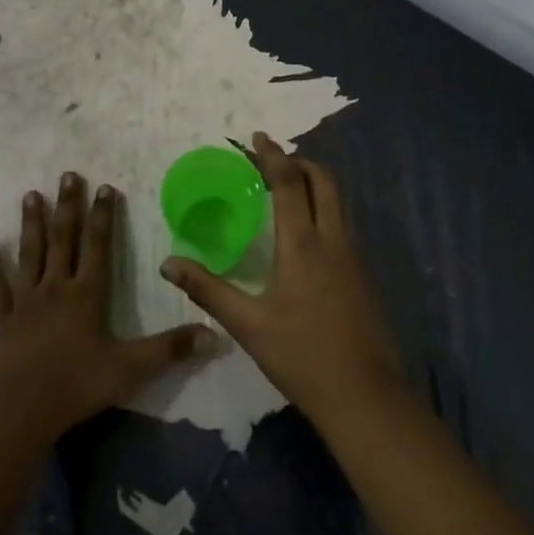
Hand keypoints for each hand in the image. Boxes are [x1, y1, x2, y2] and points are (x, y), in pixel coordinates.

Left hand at [0, 171, 215, 444]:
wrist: (20, 412)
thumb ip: (170, 350)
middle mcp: (55, 287)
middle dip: (68, 206)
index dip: (103, 216)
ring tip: (31, 194)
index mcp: (86, 294)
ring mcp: (24, 301)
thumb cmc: (77, 386)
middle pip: (63, 239)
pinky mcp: (0, 319)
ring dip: (32, 223)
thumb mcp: (131, 369)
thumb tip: (214, 335)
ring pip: (29, 253)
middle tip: (68, 175)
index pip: (98, 245)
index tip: (105, 187)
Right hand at [161, 133, 402, 428]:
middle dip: (298, 161)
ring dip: (313, 181)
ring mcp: (352, 255)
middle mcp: (332, 239)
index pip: (289, 182)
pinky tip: (304, 229)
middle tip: (270, 158)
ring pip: (336, 200)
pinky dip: (322, 206)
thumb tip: (168, 263)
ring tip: (285, 185)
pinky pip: (341, 221)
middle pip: (323, 180)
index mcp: (303, 244)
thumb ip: (208, 289)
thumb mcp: (248, 325)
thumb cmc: (302, 357)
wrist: (365, 397)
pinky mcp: (361, 273)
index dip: (272, 155)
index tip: (256, 137)